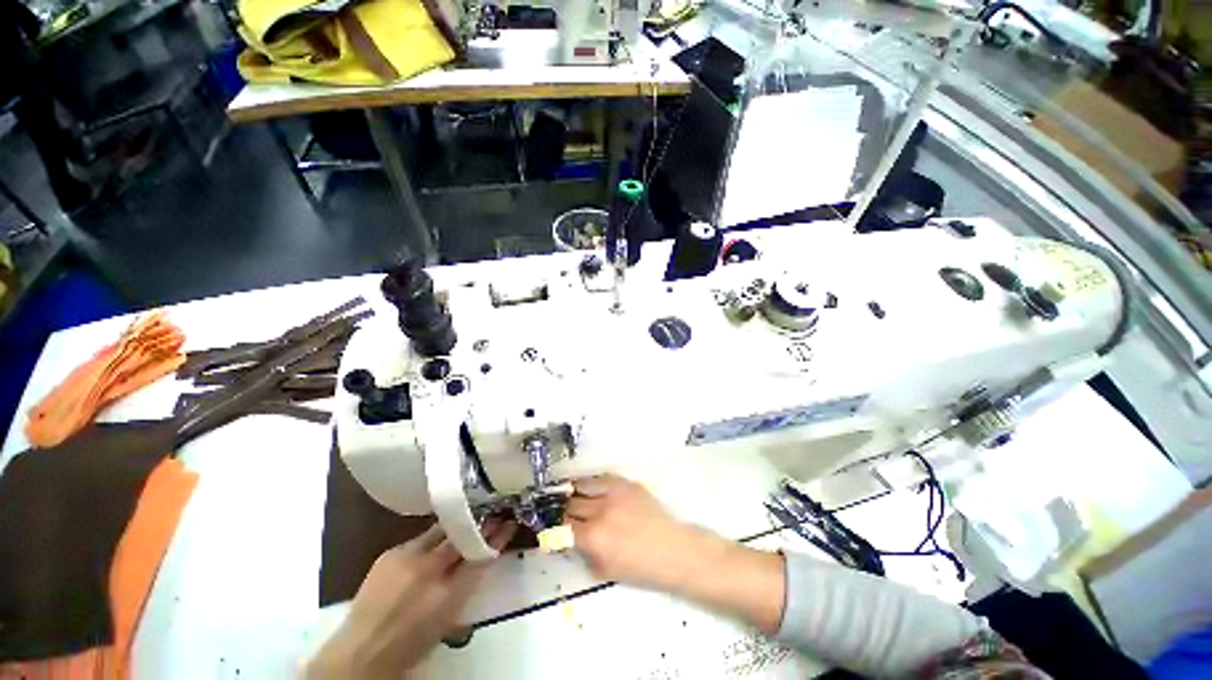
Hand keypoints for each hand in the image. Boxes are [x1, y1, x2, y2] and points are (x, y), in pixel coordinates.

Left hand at [307, 520, 516, 678]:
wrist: (360, 652)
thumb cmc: (410, 643)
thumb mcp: (448, 619)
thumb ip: (466, 584)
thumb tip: (482, 557)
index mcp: (447, 595)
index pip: (480, 556)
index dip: (498, 537)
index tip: (510, 522)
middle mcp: (429, 571)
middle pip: (462, 536)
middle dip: (480, 523)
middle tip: (494, 513)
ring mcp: (407, 558)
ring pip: (441, 531)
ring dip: (456, 527)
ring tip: (468, 520)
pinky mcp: (390, 552)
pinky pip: (420, 538)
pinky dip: (432, 539)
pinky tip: (435, 542)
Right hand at [566, 474, 719, 590]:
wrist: (670, 549)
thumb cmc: (638, 568)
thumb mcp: (603, 570)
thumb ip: (582, 552)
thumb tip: (568, 538)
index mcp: (593, 537)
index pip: (562, 526)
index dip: (555, 528)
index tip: (553, 528)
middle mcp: (600, 511)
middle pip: (570, 504)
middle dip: (564, 511)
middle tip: (564, 514)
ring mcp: (613, 493)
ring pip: (582, 485)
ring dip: (574, 493)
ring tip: (573, 496)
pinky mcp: (624, 483)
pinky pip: (600, 478)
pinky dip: (591, 484)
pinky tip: (590, 488)